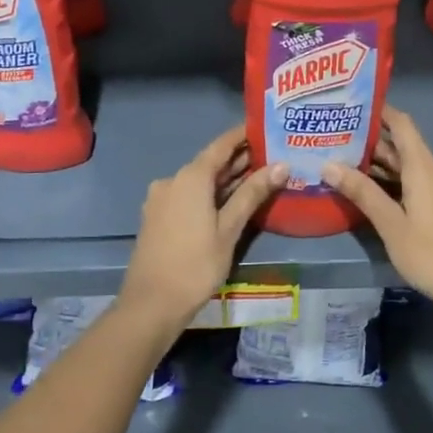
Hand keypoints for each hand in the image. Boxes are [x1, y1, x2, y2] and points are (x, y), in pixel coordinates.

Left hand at [119, 127, 286, 335]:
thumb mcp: (229, 229)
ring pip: (199, 181)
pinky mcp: (157, 216)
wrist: (151, 304)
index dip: (243, 136)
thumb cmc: (195, 264)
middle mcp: (172, 180)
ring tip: (259, 178)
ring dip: (225, 179)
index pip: (221, 145)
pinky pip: (188, 196)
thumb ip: (252, 194)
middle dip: (239, 160)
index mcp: (190, 177)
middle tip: (272, 156)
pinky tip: (230, 201)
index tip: (266, 128)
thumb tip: (281, 166)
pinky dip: (209, 194)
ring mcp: (161, 199)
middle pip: (210, 163)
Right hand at [323, 107, 432, 328]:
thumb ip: (362, 192)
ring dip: (381, 164)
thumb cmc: (431, 253)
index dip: (380, 110)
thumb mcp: (391, 224)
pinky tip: (372, 191)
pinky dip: (394, 181)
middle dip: (371, 142)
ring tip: (345, 162)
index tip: (353, 104)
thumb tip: (328, 164)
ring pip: (409, 167)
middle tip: (336, 138)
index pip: (401, 124)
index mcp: (424, 167)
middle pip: (403, 146)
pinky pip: (417, 183)